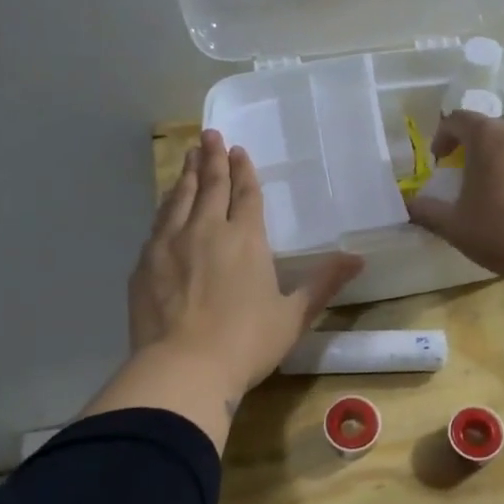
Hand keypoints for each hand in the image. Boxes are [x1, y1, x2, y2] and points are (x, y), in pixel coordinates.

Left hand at [130, 130, 363, 397]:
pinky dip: (165, 206)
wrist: (183, 368)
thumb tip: (358, 259)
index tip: (238, 150)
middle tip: (210, 135)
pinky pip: (157, 223)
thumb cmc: (246, 343)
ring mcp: (170, 244)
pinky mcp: (145, 263)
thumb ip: (323, 283)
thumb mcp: (293, 316)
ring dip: (187, 175)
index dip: (243, 171)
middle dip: (212, 159)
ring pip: (180, 199)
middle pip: (210, 186)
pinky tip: (165, 204)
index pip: (245, 195)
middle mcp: (206, 230)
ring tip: (189, 157)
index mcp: (246, 239)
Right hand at [404, 113, 503, 283]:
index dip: (443, 137)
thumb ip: (426, 211)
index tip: (439, 160)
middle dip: (475, 145)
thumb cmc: (503, 232)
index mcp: (488, 134)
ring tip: (499, 185)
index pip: (457, 120)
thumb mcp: (454, 226)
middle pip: (491, 126)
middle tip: (468, 173)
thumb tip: (409, 205)